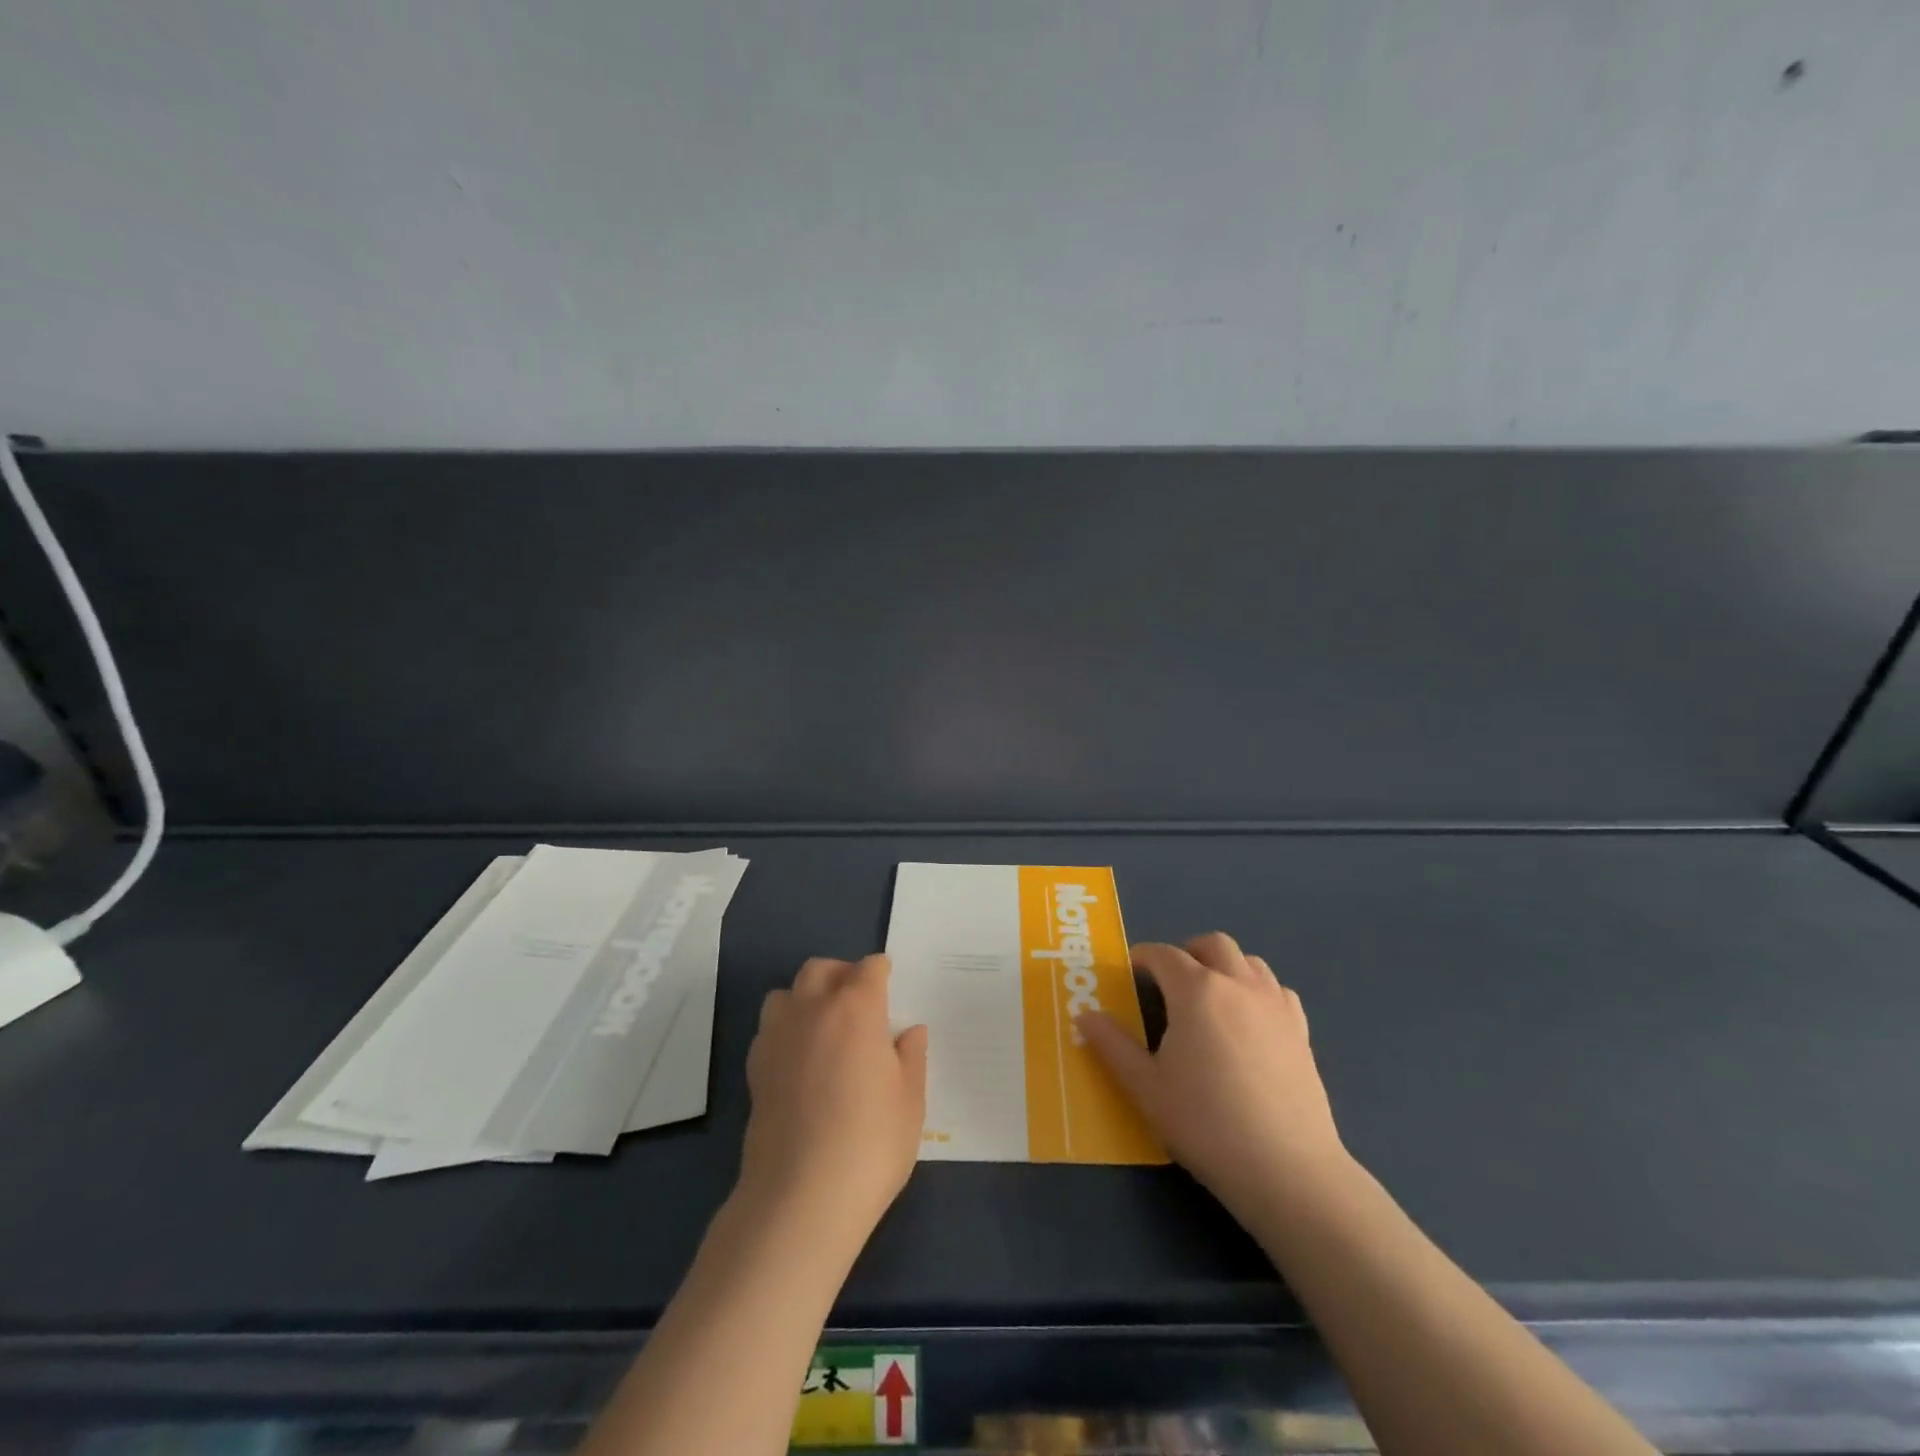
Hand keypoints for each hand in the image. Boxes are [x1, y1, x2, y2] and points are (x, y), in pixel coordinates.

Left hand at [735, 955, 927, 1253]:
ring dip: (805, 998)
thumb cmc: (870, 1143)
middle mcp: (812, 1009)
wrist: (801, 1197)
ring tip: (825, 1028)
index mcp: (856, 1007)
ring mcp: (777, 1037)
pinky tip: (801, 1061)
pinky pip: (769, 1029)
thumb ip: (911, 1057)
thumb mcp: (910, 1100)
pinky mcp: (754, 1068)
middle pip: (821, 969)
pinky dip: (785, 1030)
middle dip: (841, 975)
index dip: (881, 973)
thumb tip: (909, 1031)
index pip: (869, 969)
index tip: (890, 984)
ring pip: (786, 993)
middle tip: (859, 1003)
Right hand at [1078, 932, 1347, 1217]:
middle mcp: (1238, 984)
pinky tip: (1249, 1021)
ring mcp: (1275, 1005)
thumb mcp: (1145, 1088)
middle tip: (1169, 981)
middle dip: (1187, 952)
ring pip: (1249, 961)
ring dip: (1225, 966)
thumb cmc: (1206, 1124)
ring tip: (1209, 998)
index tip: (1129, 973)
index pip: (1163, 955)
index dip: (1142, 958)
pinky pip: (1277, 991)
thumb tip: (1085, 1015)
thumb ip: (1112, 1046)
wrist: (1286, 1169)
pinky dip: (1257, 991)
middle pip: (1213, 944)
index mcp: (1196, 990)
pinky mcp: (1301, 1031)